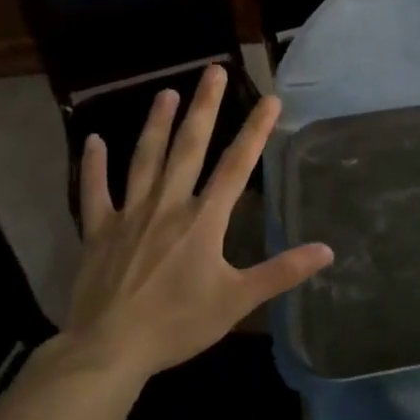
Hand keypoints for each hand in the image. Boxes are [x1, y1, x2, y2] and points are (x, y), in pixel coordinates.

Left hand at [51, 65, 331, 387]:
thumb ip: (282, 272)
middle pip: (188, 148)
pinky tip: (94, 140)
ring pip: (144, 159)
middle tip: (212, 71)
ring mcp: (129, 215)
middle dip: (204, 108)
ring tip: (166, 92)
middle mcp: (168, 206)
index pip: (235, 166)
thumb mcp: (238, 301)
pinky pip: (93, 192)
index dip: (254, 131)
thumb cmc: (179, 324)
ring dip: (156, 124)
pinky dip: (93, 166)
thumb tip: (326, 250)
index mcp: (203, 221)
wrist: (109, 348)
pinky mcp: (98, 231)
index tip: (269, 98)